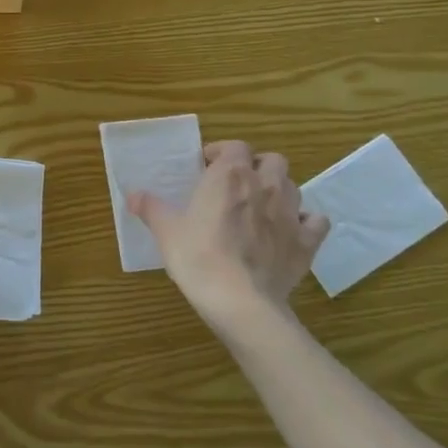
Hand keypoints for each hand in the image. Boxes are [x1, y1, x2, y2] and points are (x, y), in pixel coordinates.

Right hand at [129, 141, 329, 344]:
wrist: (240, 301)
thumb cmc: (198, 257)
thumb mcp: (166, 231)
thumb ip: (151, 208)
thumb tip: (132, 195)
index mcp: (230, 175)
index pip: (235, 146)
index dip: (222, 153)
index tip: (207, 167)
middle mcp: (265, 186)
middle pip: (272, 160)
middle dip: (257, 166)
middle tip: (238, 184)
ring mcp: (291, 213)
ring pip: (294, 186)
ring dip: (279, 190)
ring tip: (261, 207)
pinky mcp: (307, 242)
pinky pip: (315, 221)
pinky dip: (306, 222)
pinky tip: (291, 231)